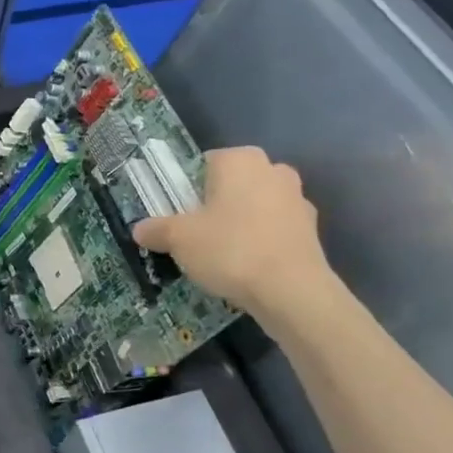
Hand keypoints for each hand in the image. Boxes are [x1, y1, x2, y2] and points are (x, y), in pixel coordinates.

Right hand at [132, 146, 330, 317]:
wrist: (291, 291)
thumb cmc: (230, 249)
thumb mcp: (178, 239)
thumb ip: (156, 229)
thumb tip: (140, 230)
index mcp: (240, 160)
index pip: (204, 163)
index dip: (187, 189)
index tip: (178, 214)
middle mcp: (273, 170)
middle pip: (233, 184)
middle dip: (216, 204)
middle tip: (197, 233)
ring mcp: (298, 200)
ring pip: (256, 206)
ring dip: (241, 222)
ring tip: (221, 254)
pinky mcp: (312, 231)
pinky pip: (275, 229)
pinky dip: (262, 241)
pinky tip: (247, 266)